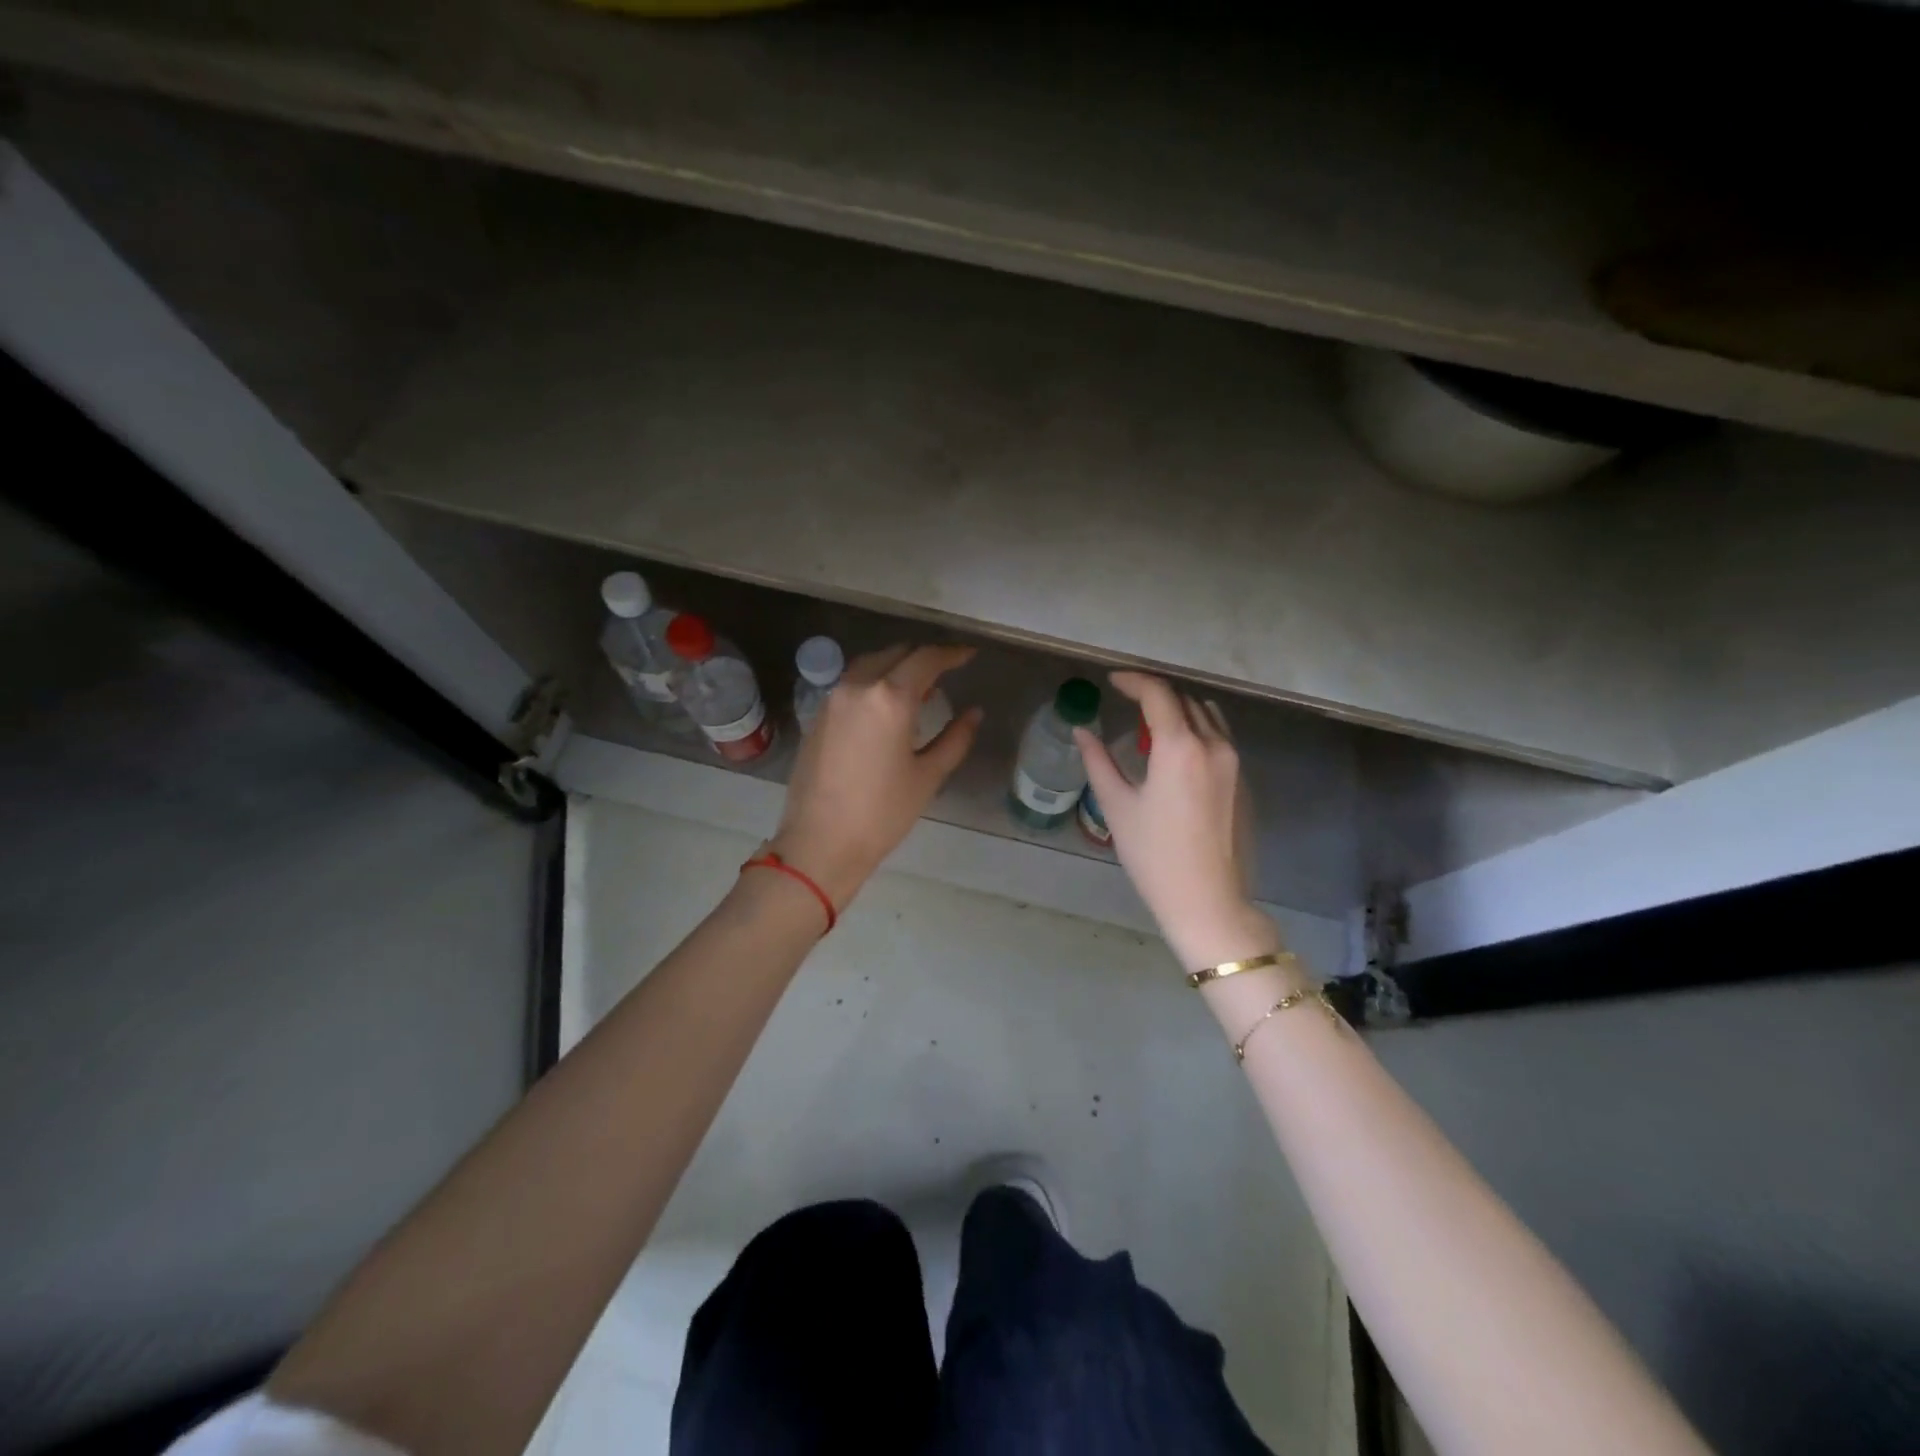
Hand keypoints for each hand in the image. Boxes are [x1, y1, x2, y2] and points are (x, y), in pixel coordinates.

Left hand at [770, 645, 982, 908]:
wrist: (820, 842)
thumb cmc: (882, 813)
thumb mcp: (928, 776)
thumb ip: (955, 738)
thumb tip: (974, 713)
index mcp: (890, 698)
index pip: (926, 659)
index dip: (952, 653)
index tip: (969, 655)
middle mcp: (858, 687)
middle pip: (896, 654)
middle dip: (923, 658)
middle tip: (946, 672)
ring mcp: (832, 699)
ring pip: (870, 665)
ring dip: (896, 667)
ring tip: (918, 689)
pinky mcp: (818, 716)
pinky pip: (852, 684)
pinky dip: (874, 683)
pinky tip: (886, 707)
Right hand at [1075, 672, 1279, 970]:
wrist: (1206, 899)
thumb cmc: (1154, 855)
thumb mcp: (1117, 806)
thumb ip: (1098, 761)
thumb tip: (1081, 731)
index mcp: (1180, 747)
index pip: (1157, 693)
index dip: (1133, 680)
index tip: (1112, 681)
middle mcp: (1212, 744)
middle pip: (1183, 699)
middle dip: (1153, 693)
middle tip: (1125, 699)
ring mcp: (1232, 761)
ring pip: (1205, 714)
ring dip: (1177, 708)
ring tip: (1150, 720)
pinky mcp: (1240, 779)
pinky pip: (1218, 735)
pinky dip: (1195, 727)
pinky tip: (1175, 748)